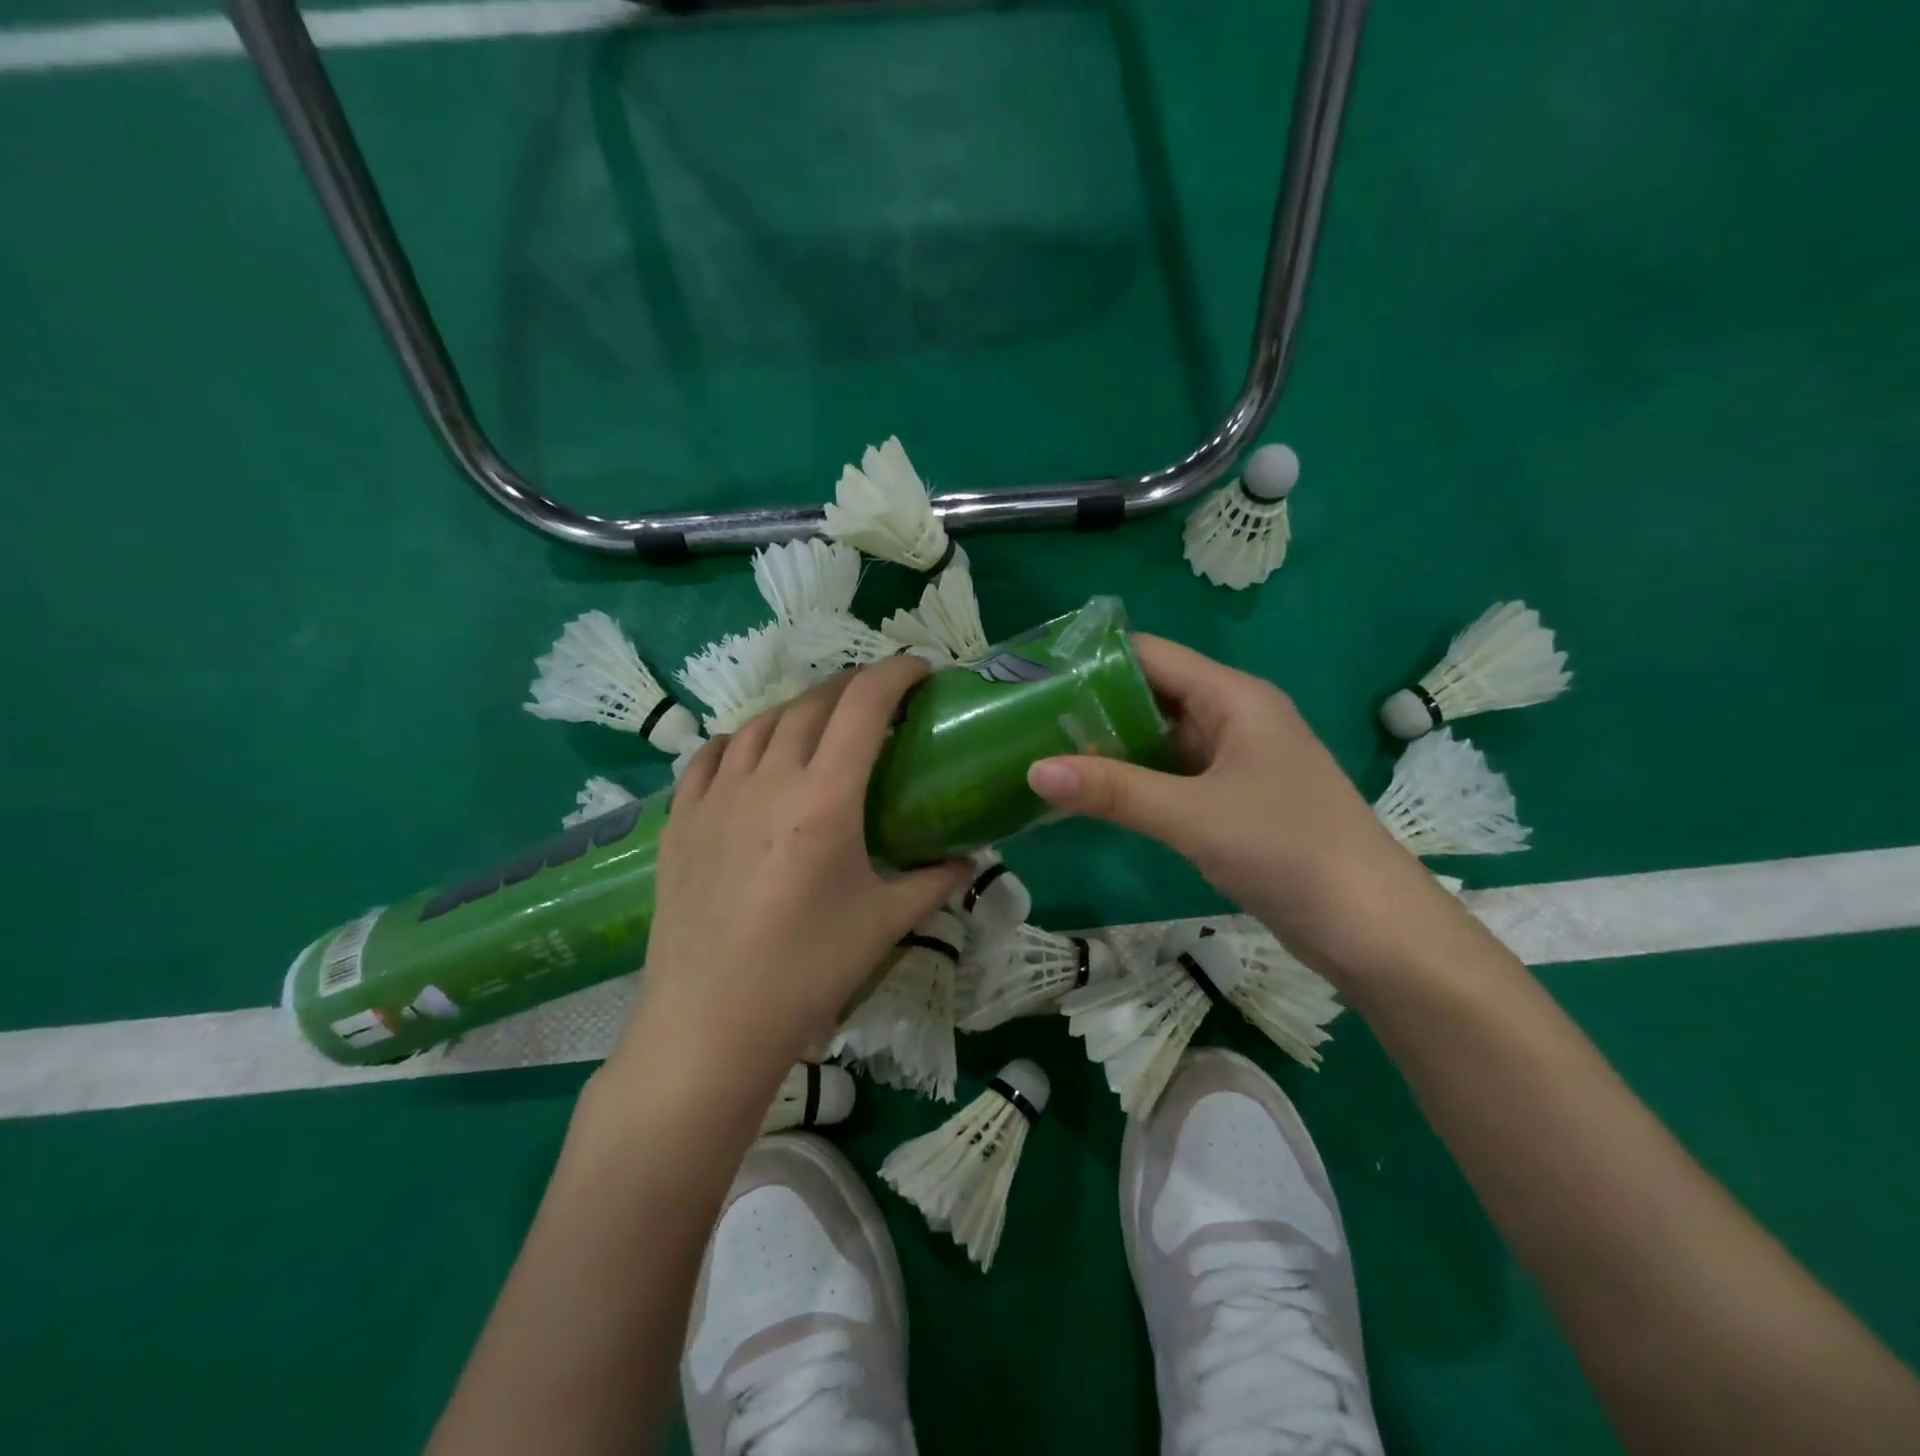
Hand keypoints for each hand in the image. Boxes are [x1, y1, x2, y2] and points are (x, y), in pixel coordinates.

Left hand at [612, 657, 968, 1091]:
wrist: (709, 1024)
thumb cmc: (807, 972)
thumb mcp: (884, 922)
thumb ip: (934, 880)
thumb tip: (970, 860)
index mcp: (824, 798)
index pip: (864, 705)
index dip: (897, 673)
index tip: (922, 669)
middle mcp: (767, 779)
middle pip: (814, 703)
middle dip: (854, 688)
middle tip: (881, 702)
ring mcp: (715, 795)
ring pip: (761, 722)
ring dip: (800, 710)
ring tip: (822, 726)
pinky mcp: (679, 819)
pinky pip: (711, 756)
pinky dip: (742, 740)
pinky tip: (753, 754)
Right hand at [1025, 635, 1461, 981]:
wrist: (1372, 929)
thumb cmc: (1290, 851)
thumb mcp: (1194, 817)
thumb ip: (1114, 791)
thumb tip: (1034, 770)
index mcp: (1234, 698)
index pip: (1151, 655)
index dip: (1092, 659)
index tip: (1035, 676)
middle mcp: (1233, 718)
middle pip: (1151, 695)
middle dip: (1092, 706)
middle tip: (1025, 720)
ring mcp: (1234, 762)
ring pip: (1158, 740)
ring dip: (1109, 747)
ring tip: (1042, 753)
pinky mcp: (1232, 801)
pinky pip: (1170, 777)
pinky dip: (1131, 781)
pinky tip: (1089, 795)